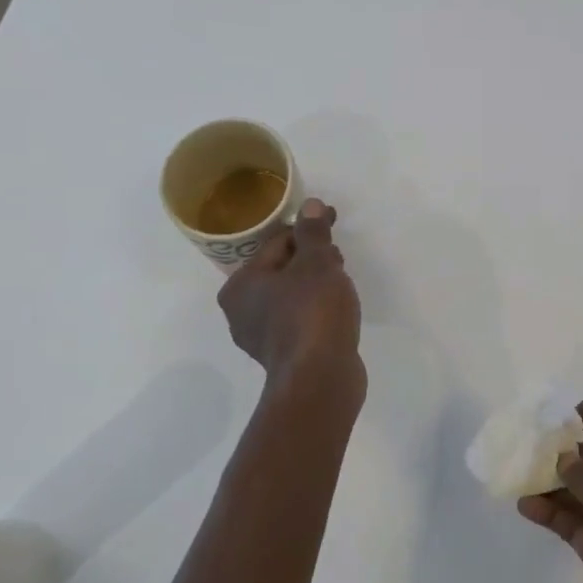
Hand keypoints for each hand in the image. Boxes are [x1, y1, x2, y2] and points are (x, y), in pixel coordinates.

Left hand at [218, 199, 364, 401]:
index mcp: (240, 285)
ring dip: (315, 283)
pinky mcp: (283, 355)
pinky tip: (337, 309)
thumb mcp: (316, 262)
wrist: (320, 377)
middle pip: (281, 269)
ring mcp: (260, 337)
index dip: (307, 229)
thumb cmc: (312, 311)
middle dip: (311, 257)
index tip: (333, 221)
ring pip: (291, 295)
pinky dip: (316, 308)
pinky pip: (299, 318)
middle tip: (339, 256)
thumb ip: (313, 232)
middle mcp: (241, 311)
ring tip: (342, 281)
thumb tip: (311, 205)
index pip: (275, 243)